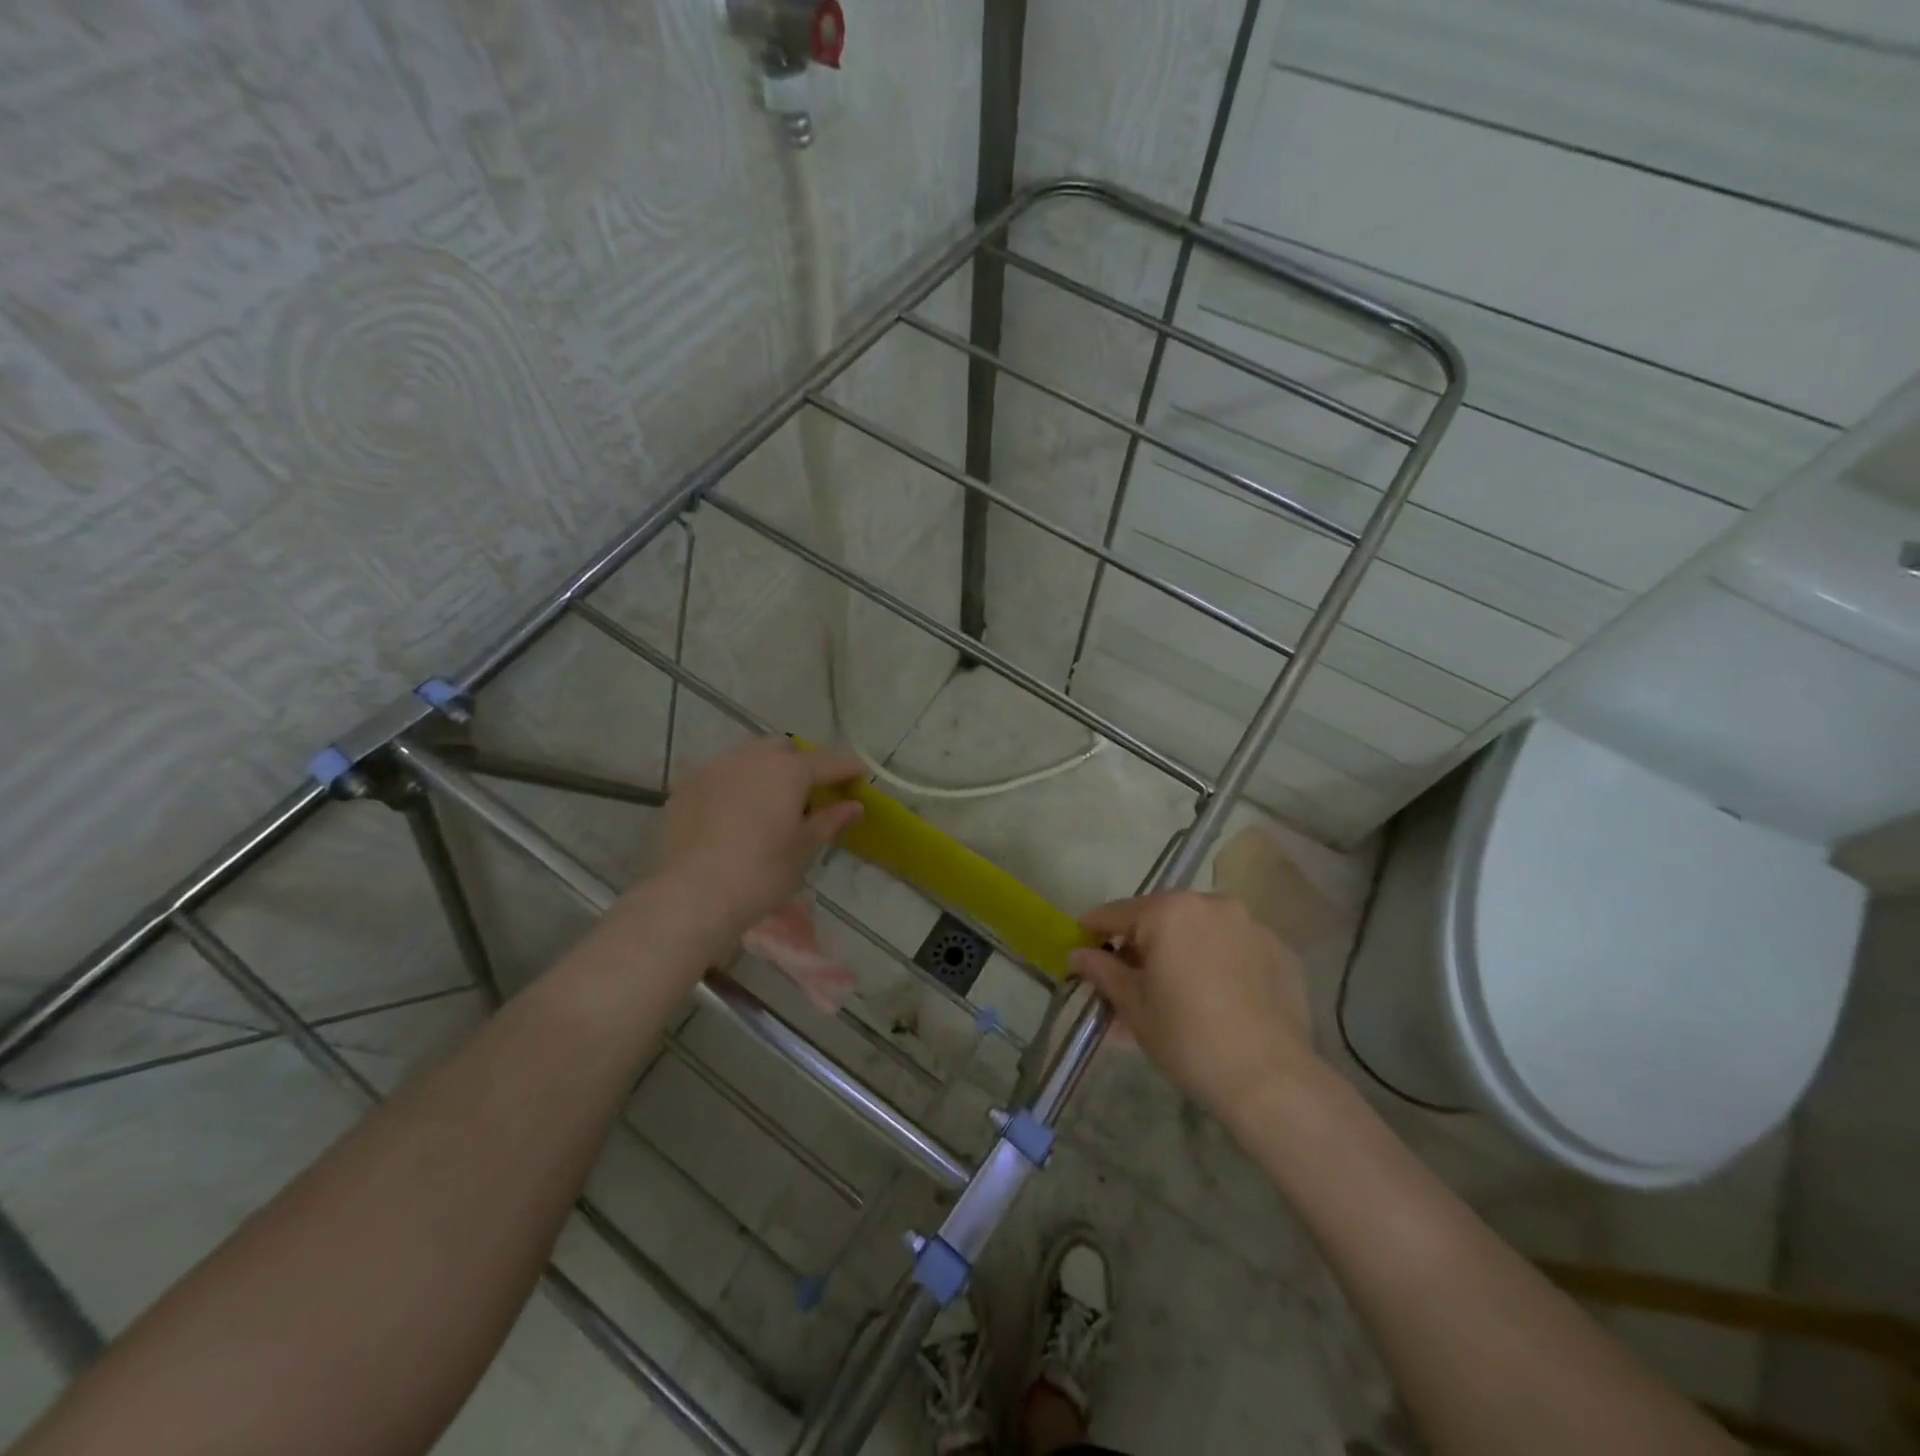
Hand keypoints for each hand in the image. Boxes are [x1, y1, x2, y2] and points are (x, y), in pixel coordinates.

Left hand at [656, 737, 864, 942]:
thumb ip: (830, 821)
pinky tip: (733, 810)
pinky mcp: (685, 786)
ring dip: (764, 769)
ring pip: (747, 756)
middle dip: (800, 763)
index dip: (846, 768)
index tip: (860, 774)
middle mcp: (751, 758)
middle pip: (783, 748)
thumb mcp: (804, 849)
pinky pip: (718, 774)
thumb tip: (854, 806)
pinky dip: (733, 784)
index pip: (827, 762)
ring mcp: (714, 768)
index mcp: (788, 771)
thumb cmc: (761, 873)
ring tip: (768, 799)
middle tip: (809, 791)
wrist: (693, 894)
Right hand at [1070, 891, 1316, 1124]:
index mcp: (1168, 912)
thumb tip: (1077, 954)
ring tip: (1177, 993)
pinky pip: (1236, 948)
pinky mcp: (1280, 951)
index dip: (1094, 931)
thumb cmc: (1187, 1037)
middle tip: (1131, 982)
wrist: (1269, 1078)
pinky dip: (1220, 963)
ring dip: (1182, 952)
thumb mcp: (1133, 1005)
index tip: (1082, 948)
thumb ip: (1102, 971)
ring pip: (1201, 931)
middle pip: (1162, 918)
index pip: (1117, 913)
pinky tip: (1218, 999)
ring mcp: (1251, 925)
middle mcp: (1211, 904)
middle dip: (1142, 946)